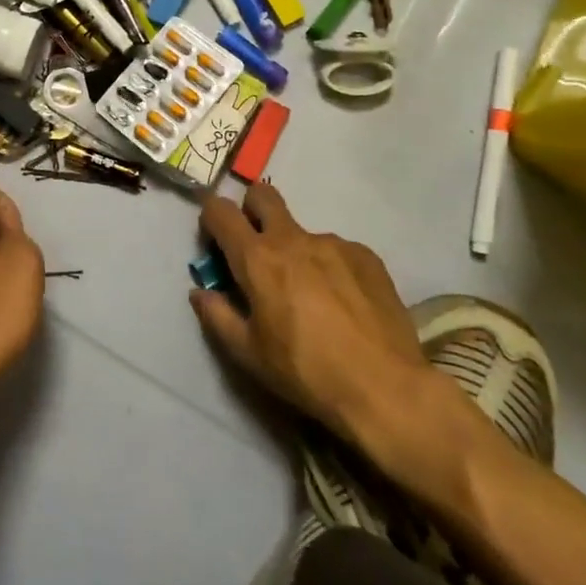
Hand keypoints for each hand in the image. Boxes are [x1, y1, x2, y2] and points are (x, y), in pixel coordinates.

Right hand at [191, 183, 476, 494]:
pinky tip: (343, 303)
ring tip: (311, 296)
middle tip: (256, 247)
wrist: (386, 389)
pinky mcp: (366, 256)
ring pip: (302, 231)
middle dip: (251, 209)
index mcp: (257, 259)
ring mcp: (333, 244)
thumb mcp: (248, 354)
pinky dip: (330, 267)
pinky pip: (337, 250)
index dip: (210, 217)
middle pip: (263, 195)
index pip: (220, 211)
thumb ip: (217, 316)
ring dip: (295, 251)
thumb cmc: (305, 372)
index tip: (213, 240)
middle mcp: (293, 239)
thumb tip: (199, 292)